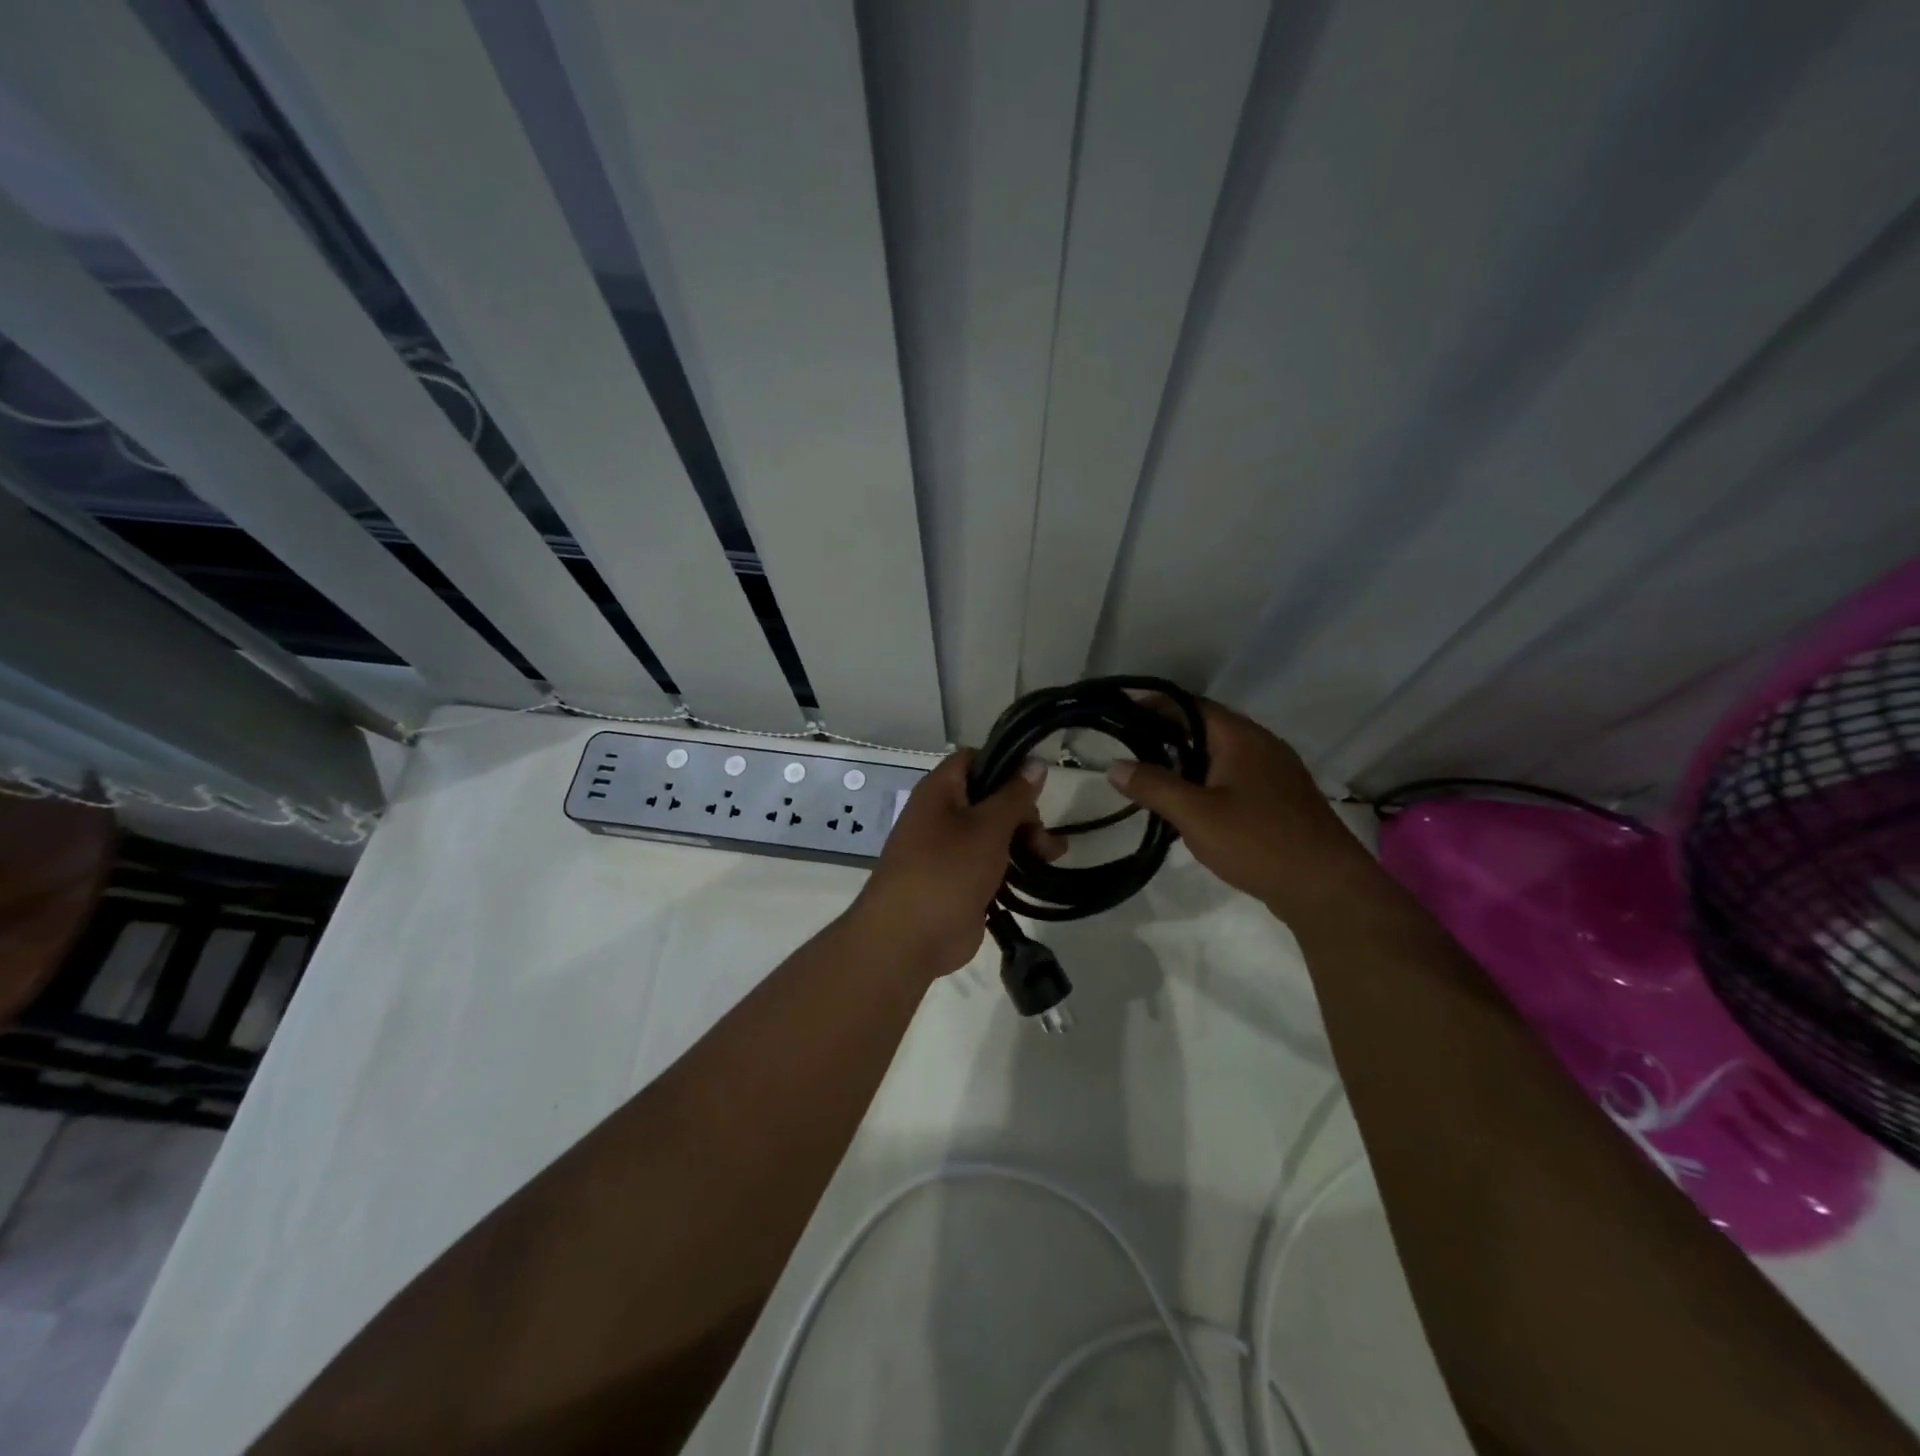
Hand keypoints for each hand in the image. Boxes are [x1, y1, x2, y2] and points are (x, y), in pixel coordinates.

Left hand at [850, 750, 1053, 977]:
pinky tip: (1038, 874)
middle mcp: (942, 814)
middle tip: (1042, 835)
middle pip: (990, 798)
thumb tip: (1035, 762)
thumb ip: (1014, 795)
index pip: (973, 759)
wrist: (909, 938)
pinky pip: (992, 863)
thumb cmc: (947, 869)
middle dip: (1023, 812)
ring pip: (995, 832)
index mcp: (940, 791)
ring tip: (1051, 856)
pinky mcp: (960, 881)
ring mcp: (950, 850)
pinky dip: (1014, 866)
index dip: (1005, 764)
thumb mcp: (987, 826)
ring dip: (1026, 840)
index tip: (1036, 781)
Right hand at [1107, 699, 1378, 922]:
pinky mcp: (1282, 800)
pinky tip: (1192, 805)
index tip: (1122, 713)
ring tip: (1153, 777)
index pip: (1191, 705)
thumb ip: (1153, 786)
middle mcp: (1262, 745)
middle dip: (1167, 733)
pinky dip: (1208, 780)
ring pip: (1222, 754)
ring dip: (1188, 760)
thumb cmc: (1257, 841)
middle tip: (1130, 747)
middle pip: (1207, 727)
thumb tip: (1114, 766)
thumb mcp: (1195, 814)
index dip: (1155, 705)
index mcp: (1241, 737)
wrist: (1327, 887)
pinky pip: (1236, 776)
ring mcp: (1277, 773)